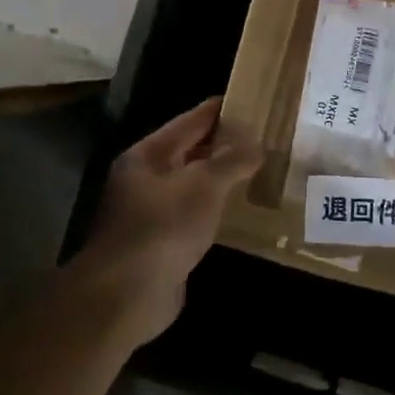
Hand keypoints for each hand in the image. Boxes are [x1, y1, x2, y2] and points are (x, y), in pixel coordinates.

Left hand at [74, 98, 260, 343]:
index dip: (220, 110)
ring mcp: (152, 212)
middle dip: (225, 145)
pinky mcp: (163, 242)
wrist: (128, 293)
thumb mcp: (204, 185)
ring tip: (260, 170)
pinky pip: (196, 215)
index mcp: (148, 155)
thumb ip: (232, 160)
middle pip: (190, 152)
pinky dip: (217, 210)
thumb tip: (256, 142)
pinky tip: (241, 211)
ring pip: (194, 185)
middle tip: (265, 138)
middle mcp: (145, 179)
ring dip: (222, 180)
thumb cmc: (164, 227)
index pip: (190, 121)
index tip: (252, 101)